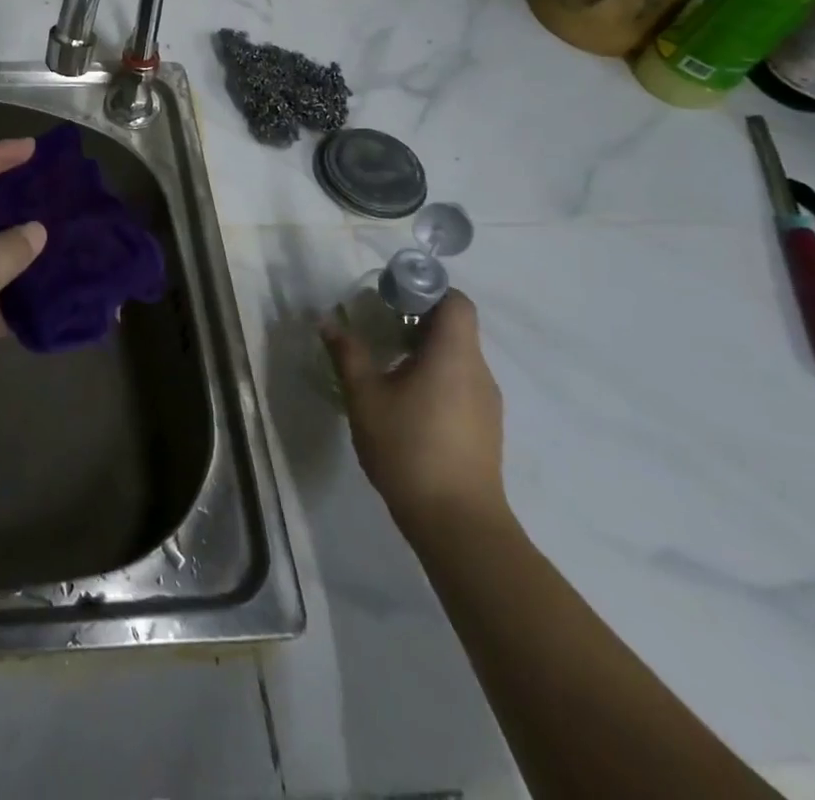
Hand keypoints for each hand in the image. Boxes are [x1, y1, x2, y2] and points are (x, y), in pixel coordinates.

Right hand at [322, 291, 507, 540]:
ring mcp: (487, 403)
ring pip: (459, 359)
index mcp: (454, 354)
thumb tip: (328, 321)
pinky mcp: (486, 429)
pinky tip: (408, 404)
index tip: (393, 299)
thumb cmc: (408, 447)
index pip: (456, 301)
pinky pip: (462, 385)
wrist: (457, 523)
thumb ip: (348, 354)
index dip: (427, 291)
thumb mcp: (364, 396)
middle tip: (380, 330)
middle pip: (456, 328)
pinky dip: (437, 380)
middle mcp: (478, 371)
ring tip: (389, 368)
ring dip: (427, 353)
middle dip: (418, 322)